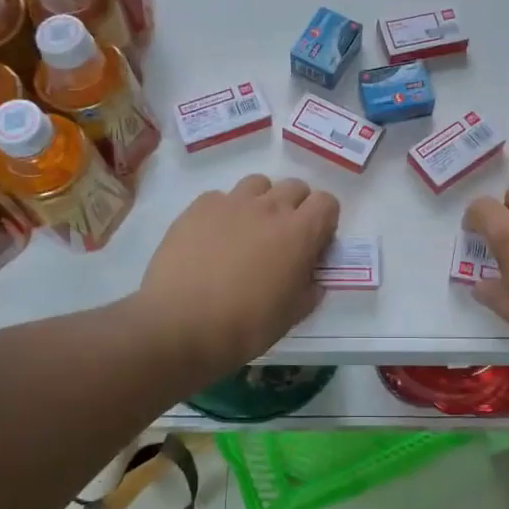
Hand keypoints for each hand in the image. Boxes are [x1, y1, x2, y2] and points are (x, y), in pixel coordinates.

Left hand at [137, 175, 339, 372]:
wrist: (181, 324)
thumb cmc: (246, 325)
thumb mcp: (292, 315)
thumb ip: (309, 288)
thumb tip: (312, 277)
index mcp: (300, 232)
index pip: (327, 202)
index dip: (324, 221)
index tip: (314, 244)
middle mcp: (269, 207)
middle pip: (294, 187)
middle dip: (296, 207)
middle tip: (282, 239)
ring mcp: (231, 203)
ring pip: (258, 184)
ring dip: (261, 201)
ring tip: (248, 231)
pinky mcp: (198, 207)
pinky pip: (221, 197)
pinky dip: (225, 212)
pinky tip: (213, 238)